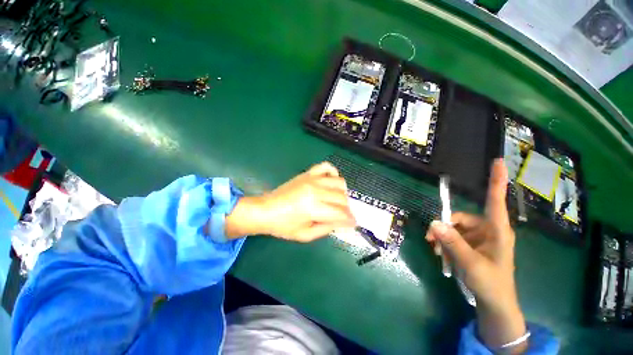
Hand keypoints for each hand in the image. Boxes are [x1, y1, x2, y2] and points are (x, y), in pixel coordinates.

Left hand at [225, 162, 355, 241]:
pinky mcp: (307, 174)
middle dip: (346, 209)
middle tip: (342, 215)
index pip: (341, 213)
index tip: (352, 223)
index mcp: (314, 208)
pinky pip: (326, 167)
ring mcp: (312, 179)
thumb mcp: (306, 235)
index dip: (349, 220)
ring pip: (339, 182)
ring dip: (342, 193)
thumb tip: (343, 222)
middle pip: (342, 198)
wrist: (265, 210)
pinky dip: (333, 172)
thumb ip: (327, 228)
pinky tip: (331, 182)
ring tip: (337, 201)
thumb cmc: (283, 226)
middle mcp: (315, 190)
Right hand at [425, 159, 527, 352]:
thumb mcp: (471, 264)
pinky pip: (452, 237)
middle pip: (460, 218)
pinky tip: (440, 254)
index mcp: (497, 230)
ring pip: (453, 228)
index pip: (495, 200)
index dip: (496, 180)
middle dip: (444, 227)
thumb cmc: (491, 284)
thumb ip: (453, 243)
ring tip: (436, 251)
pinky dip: (444, 244)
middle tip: (431, 240)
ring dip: (442, 238)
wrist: (493, 304)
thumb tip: (434, 223)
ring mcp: (478, 238)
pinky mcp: (470, 245)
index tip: (498, 161)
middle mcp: (487, 230)